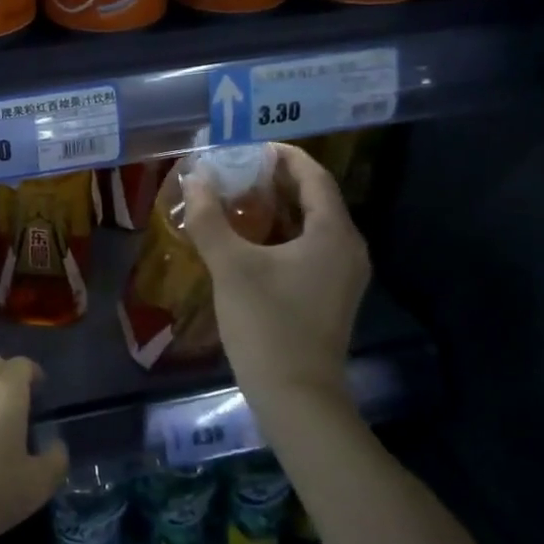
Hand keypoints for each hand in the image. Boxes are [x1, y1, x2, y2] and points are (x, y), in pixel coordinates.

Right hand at [182, 142, 371, 403]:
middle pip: (315, 198)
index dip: (283, 156)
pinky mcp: (331, 295)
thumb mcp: (231, 267)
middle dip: (276, 181)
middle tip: (236, 170)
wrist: (297, 397)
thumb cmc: (267, 325)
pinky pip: (310, 248)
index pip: (313, 176)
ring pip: (311, 225)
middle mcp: (348, 248)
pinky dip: (282, 234)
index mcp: (333, 233)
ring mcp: (343, 275)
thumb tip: (195, 179)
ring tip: (237, 199)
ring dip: (277, 208)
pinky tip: (249, 240)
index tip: (248, 147)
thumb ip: (210, 219)